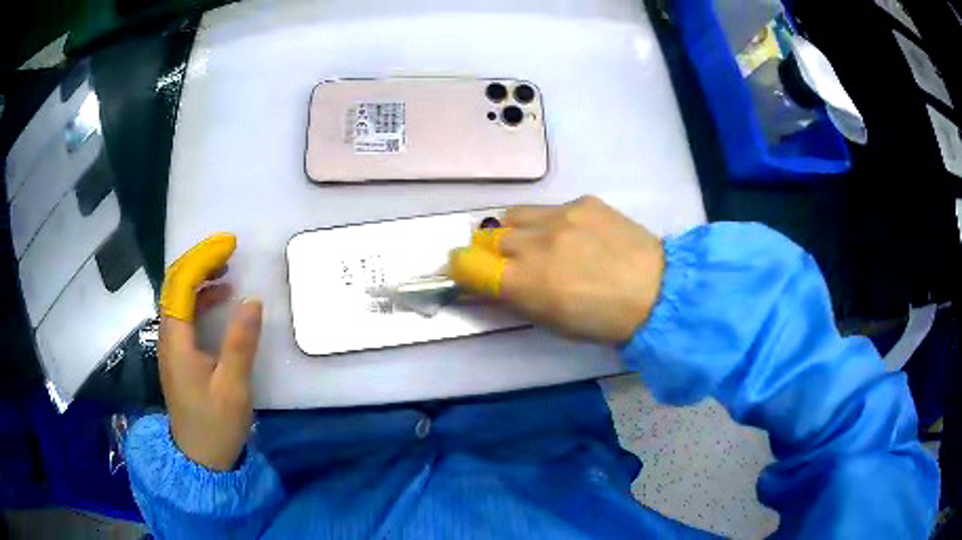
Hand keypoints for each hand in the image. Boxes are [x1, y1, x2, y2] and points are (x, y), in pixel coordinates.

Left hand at [158, 234, 262, 470]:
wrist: (200, 458)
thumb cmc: (215, 424)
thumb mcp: (233, 386)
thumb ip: (240, 342)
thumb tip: (253, 300)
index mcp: (176, 341)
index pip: (181, 285)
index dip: (202, 260)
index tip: (228, 247)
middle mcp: (169, 337)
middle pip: (175, 286)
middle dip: (199, 262)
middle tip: (229, 252)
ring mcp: (172, 346)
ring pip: (179, 299)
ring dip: (200, 279)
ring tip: (227, 270)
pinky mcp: (179, 356)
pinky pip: (186, 316)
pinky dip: (201, 300)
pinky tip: (220, 301)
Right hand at [450, 196, 664, 342]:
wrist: (657, 290)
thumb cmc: (602, 321)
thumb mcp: (551, 322)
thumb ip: (514, 299)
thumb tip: (489, 284)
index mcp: (524, 282)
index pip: (466, 264)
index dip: (460, 268)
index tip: (466, 272)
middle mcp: (534, 243)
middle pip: (487, 238)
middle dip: (490, 252)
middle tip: (509, 264)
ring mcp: (560, 216)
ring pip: (513, 216)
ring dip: (515, 232)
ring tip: (537, 243)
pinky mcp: (582, 201)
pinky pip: (549, 208)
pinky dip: (550, 223)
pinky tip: (575, 236)